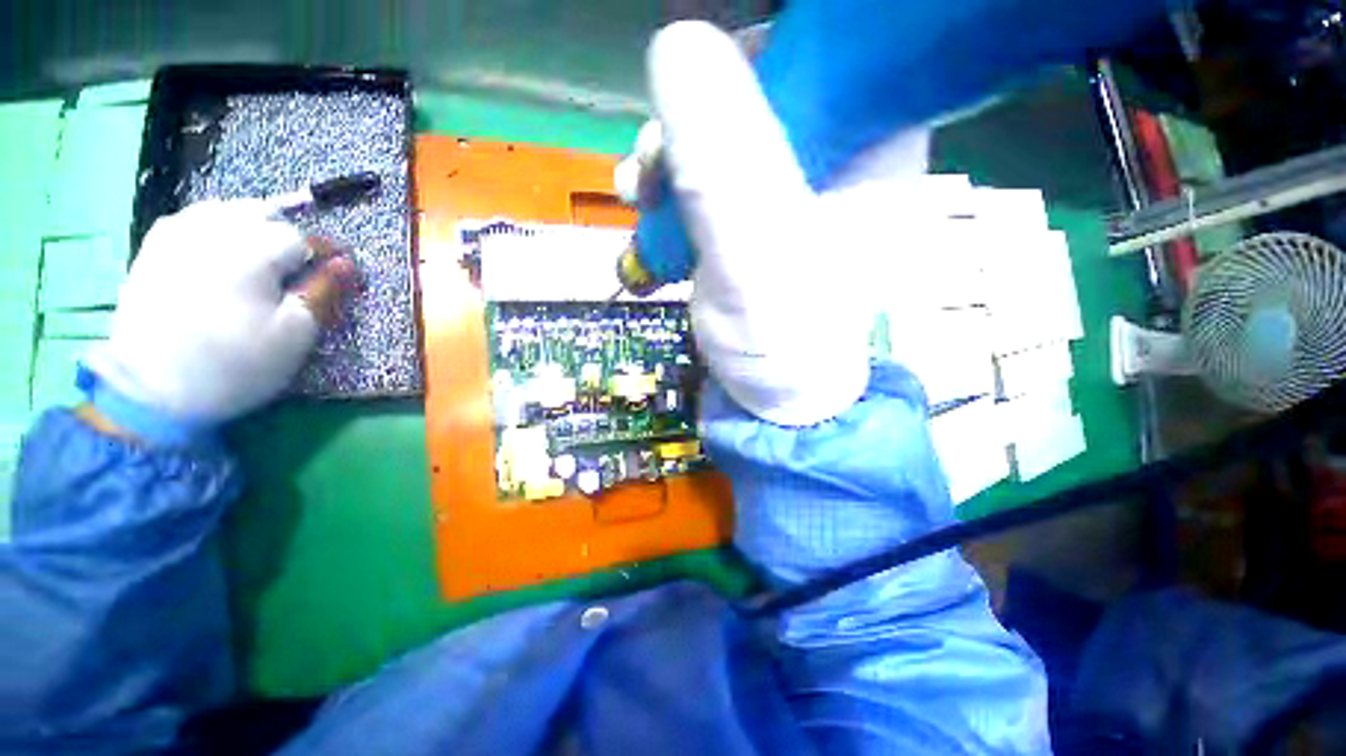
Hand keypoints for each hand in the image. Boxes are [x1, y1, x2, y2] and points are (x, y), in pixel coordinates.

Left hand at [82, 199, 355, 441]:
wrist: (149, 389)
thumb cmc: (234, 364)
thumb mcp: (294, 334)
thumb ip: (324, 292)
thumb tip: (347, 264)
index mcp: (252, 251)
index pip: (306, 239)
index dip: (326, 258)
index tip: (337, 276)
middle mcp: (214, 229)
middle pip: (267, 216)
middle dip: (289, 239)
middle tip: (297, 272)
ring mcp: (178, 232)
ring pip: (231, 211)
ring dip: (254, 228)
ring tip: (261, 260)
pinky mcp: (155, 245)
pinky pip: (197, 218)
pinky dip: (219, 228)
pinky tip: (221, 252)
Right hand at [619, 21, 929, 425]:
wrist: (775, 395)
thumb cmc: (786, 343)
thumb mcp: (759, 258)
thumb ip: (725, 166)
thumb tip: (677, 41)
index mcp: (871, 145)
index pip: (821, 51)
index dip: (748, 57)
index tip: (695, 96)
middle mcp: (838, 155)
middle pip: (759, 89)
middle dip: (692, 116)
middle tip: (653, 162)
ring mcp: (789, 186)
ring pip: (722, 132)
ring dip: (669, 153)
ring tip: (638, 189)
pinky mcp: (752, 214)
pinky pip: (706, 173)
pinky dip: (669, 183)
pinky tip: (645, 206)